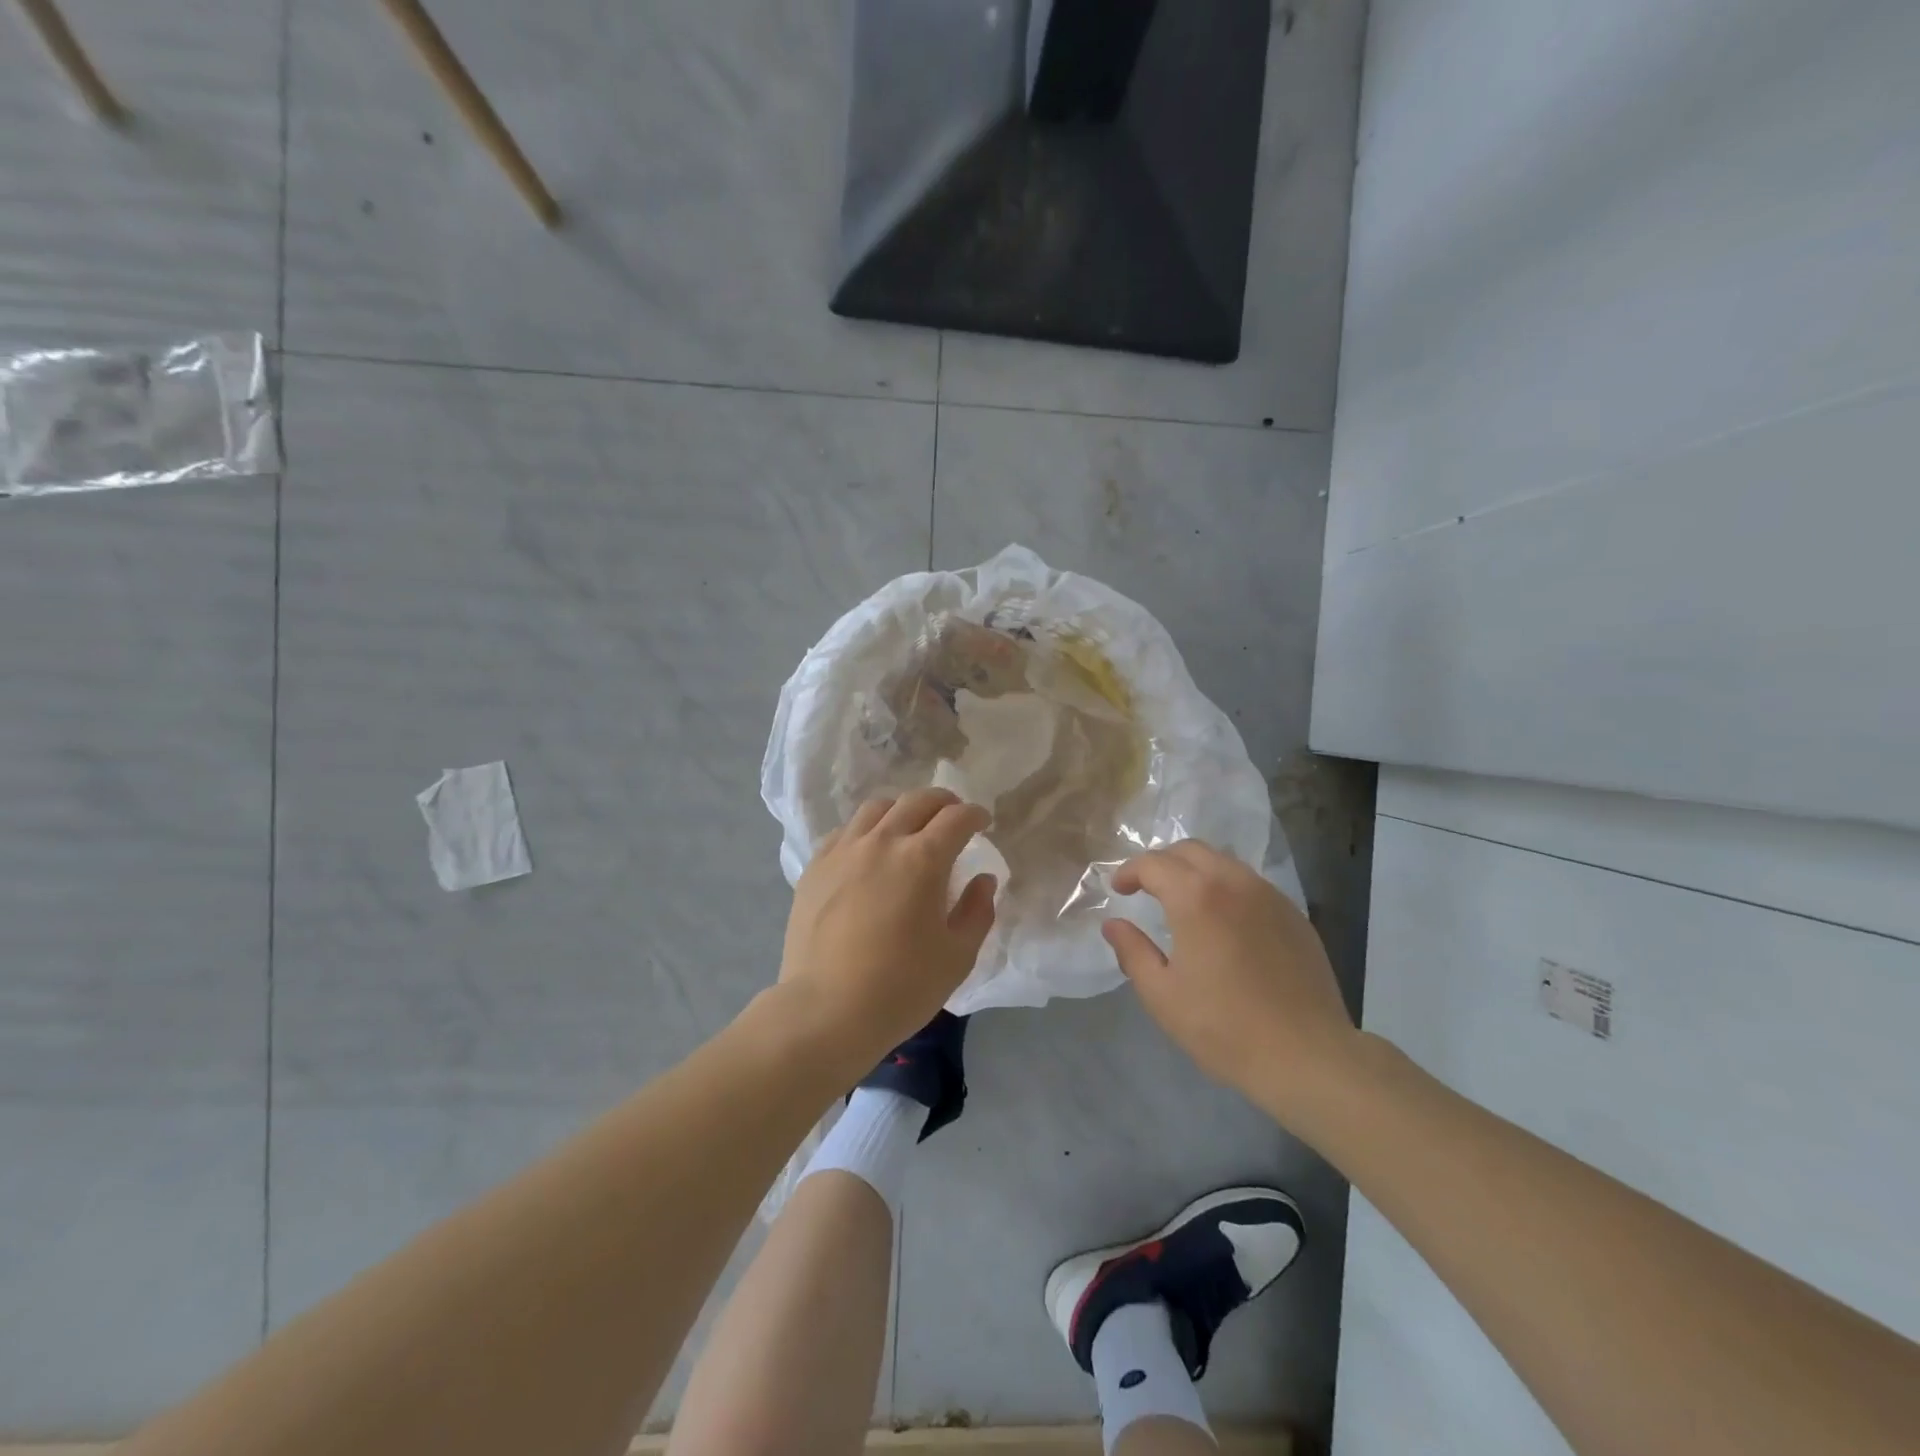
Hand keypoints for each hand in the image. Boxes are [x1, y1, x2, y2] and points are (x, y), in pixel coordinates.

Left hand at [778, 788, 997, 1070]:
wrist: (826, 1011)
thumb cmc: (901, 988)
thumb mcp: (957, 956)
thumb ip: (977, 911)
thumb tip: (983, 879)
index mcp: (923, 859)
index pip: (956, 818)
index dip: (975, 815)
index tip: (982, 823)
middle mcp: (882, 842)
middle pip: (917, 801)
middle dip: (942, 802)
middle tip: (952, 816)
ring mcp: (844, 851)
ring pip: (877, 808)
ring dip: (902, 809)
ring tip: (909, 827)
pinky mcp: (815, 867)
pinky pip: (845, 831)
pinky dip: (866, 829)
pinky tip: (869, 850)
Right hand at [1103, 840, 1357, 1122]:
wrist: (1307, 1056)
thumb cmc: (1224, 1027)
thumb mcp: (1162, 994)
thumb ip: (1133, 952)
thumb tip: (1114, 924)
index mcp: (1196, 897)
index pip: (1153, 864)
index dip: (1129, 871)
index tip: (1118, 889)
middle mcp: (1234, 882)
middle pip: (1190, 850)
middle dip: (1162, 862)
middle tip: (1146, 887)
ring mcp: (1269, 896)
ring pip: (1224, 862)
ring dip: (1195, 870)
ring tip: (1182, 900)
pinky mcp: (1294, 915)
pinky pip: (1251, 884)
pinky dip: (1226, 887)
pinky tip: (1223, 921)